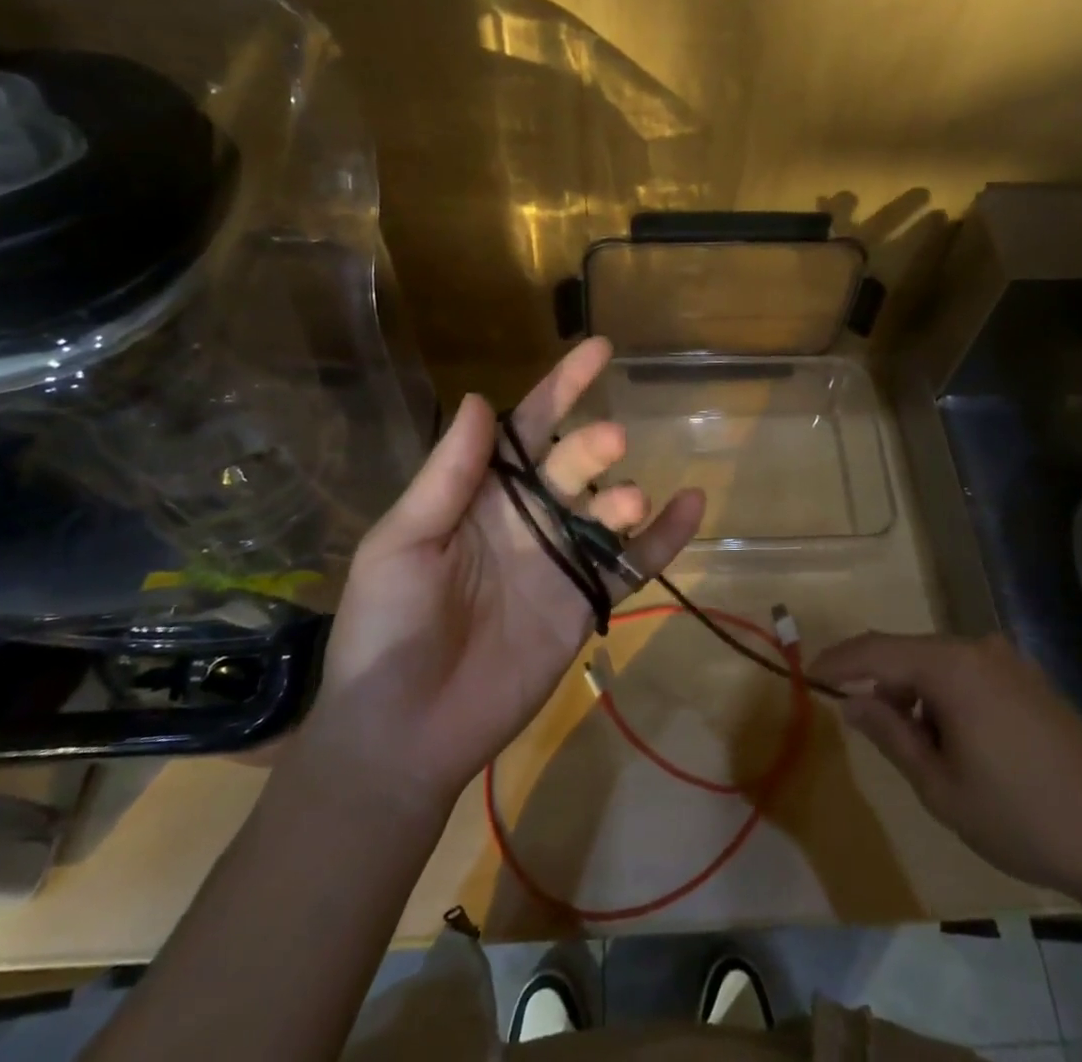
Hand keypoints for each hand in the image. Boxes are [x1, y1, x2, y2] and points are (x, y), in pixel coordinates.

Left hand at [298, 338, 703, 815]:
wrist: (403, 731)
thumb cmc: (387, 628)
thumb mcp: (403, 541)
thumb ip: (447, 475)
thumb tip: (479, 398)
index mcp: (480, 496)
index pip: (527, 429)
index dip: (560, 388)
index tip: (598, 350)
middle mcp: (526, 518)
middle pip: (572, 464)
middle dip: (591, 445)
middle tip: (606, 443)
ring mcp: (559, 560)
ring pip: (607, 511)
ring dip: (624, 495)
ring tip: (622, 503)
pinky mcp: (584, 603)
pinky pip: (633, 564)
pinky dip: (666, 537)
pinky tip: (693, 506)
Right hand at [810, 632, 1081, 906]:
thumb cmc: (1019, 817)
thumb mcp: (939, 786)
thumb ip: (889, 734)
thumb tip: (852, 701)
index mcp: (951, 667)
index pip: (876, 651)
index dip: (838, 660)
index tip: (808, 674)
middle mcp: (978, 648)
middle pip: (908, 653)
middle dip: (877, 682)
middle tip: (859, 721)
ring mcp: (1008, 661)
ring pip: (938, 663)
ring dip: (913, 692)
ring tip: (914, 745)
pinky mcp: (1029, 679)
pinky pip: (967, 672)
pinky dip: (944, 695)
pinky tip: (953, 738)